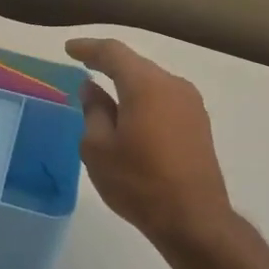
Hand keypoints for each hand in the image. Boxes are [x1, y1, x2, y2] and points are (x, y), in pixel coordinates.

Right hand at [67, 37, 233, 254]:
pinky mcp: (198, 125)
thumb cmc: (138, 182)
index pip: (113, 53)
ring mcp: (191, 105)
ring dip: (127, 84)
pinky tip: (130, 116)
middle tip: (83, 67)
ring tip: (104, 95)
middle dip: (108, 64)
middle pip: (135, 65)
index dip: (88, 48)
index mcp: (146, 85)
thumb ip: (94, 111)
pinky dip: (143, 100)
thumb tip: (92, 88)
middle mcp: (173, 85)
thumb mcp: (98, 148)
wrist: (194, 219)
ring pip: (151, 83)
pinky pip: (164, 100)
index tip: (69, 49)